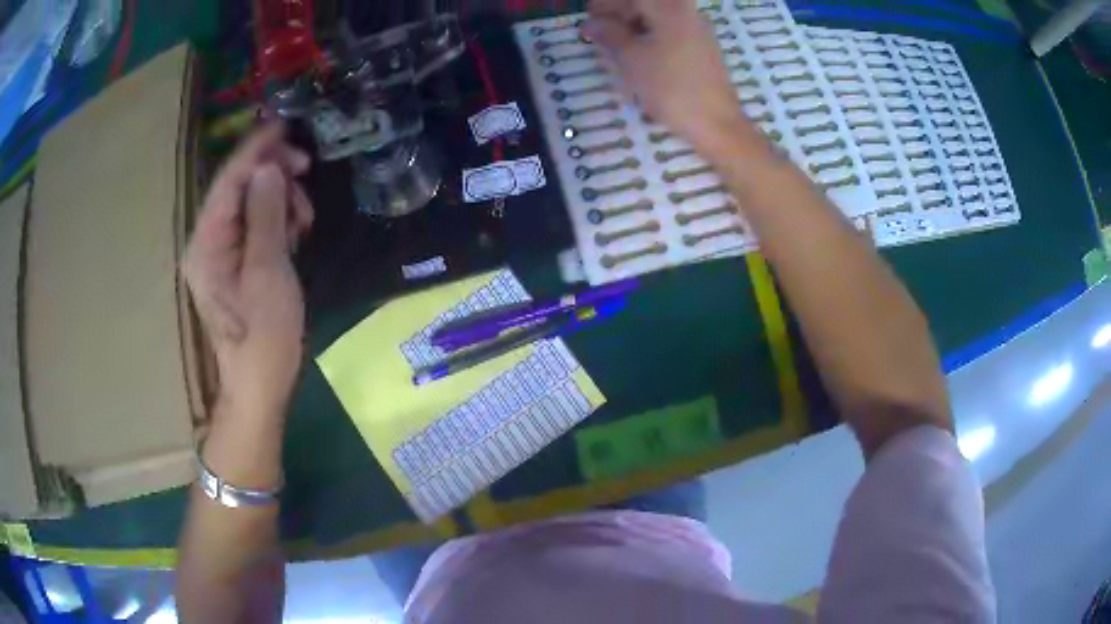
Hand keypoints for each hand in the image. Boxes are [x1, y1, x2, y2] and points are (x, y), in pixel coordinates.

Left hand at [184, 123, 313, 420]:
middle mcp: (206, 242)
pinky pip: (254, 224)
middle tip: (307, 171)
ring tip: (304, 220)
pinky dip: (277, 219)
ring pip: (250, 203)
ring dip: (280, 199)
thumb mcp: (268, 273)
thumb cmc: (264, 336)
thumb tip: (269, 168)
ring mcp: (219, 253)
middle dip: (273, 174)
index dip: (256, 148)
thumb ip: (266, 215)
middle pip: (237, 186)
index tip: (286, 124)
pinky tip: (295, 232)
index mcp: (206, 243)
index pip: (228, 180)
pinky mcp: (234, 263)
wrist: (259, 386)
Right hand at [585, 0, 748, 147]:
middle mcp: (687, 12)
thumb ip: (608, 34)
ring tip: (615, 45)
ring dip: (634, 25)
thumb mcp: (630, 59)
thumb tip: (591, 23)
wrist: (716, 123)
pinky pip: (671, 31)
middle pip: (647, 3)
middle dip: (620, 13)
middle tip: (598, 31)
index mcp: (669, 8)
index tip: (589, 17)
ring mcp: (699, 30)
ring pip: (659, 17)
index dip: (606, 4)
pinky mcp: (704, 49)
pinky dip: (651, 36)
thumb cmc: (670, 87)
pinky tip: (640, 55)